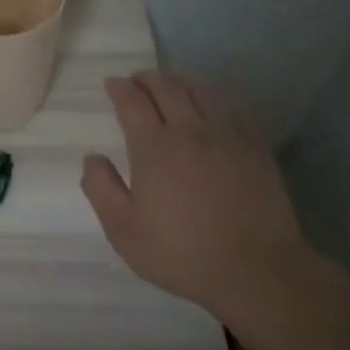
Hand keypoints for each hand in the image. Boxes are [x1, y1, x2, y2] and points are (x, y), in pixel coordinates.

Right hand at [80, 71, 311, 321]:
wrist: (255, 270)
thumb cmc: (180, 252)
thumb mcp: (123, 230)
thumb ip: (101, 188)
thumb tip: (92, 158)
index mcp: (154, 147)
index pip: (133, 102)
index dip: (119, 89)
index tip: (111, 84)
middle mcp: (191, 131)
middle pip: (168, 88)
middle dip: (148, 78)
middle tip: (137, 79)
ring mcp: (228, 137)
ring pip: (203, 93)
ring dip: (181, 83)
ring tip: (172, 85)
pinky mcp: (256, 149)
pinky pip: (233, 111)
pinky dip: (215, 101)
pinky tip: (212, 109)